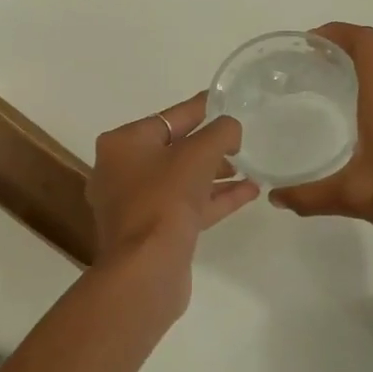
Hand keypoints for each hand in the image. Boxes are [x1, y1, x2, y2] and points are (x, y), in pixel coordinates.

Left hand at [88, 92, 259, 317]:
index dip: (202, 108)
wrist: (146, 270)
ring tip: (251, 167)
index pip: (170, 117)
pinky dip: (214, 198)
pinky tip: (248, 192)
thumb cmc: (165, 200)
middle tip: (242, 140)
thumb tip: (231, 129)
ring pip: (182, 181)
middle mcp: (122, 171)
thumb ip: (221, 132)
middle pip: (174, 149)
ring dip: (216, 174)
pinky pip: (187, 206)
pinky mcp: (152, 233)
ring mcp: (135, 205)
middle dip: (210, 146)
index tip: (226, 101)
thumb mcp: (198, 154)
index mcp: (123, 144)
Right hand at [271, 23, 372, 264]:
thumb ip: (311, 196)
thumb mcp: (355, 197)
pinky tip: (370, 142)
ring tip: (335, 107)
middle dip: (343, 61)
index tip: (310, 41)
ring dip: (364, 87)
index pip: (365, 43)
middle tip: (311, 78)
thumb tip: (276, 198)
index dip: (337, 32)